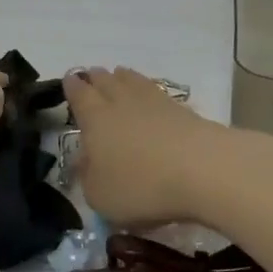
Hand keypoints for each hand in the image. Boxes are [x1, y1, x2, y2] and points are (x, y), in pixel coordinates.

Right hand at [63, 66, 239, 227]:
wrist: (203, 170)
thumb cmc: (141, 185)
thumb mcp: (100, 196)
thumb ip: (88, 178)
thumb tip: (84, 162)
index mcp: (95, 118)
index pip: (79, 95)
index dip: (72, 87)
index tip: (69, 79)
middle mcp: (121, 102)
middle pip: (106, 82)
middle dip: (96, 78)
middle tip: (92, 75)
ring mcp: (155, 103)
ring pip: (133, 82)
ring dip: (123, 78)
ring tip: (119, 75)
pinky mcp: (184, 111)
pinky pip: (159, 94)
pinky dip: (150, 93)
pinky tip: (152, 98)